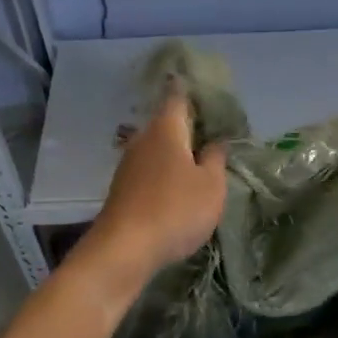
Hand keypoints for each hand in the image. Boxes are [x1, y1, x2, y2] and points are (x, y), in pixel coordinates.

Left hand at [86, 90, 228, 285]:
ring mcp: (128, 165)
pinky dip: (165, 173)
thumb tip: (215, 141)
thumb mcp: (211, 185)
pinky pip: (149, 171)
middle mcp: (143, 139)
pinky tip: (178, 189)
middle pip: (167, 124)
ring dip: (176, 153)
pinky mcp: (122, 189)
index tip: (205, 88)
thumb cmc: (175, 209)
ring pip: (157, 149)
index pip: (178, 96)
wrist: (124, 249)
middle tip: (213, 132)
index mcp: (166, 129)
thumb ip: (215, 159)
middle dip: (188, 127)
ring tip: (200, 162)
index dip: (191, 89)